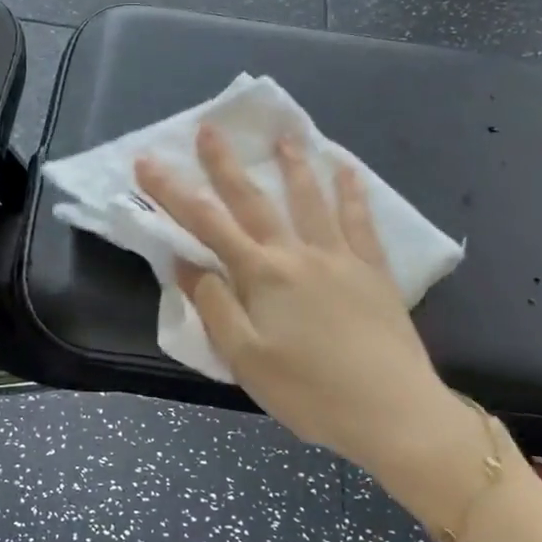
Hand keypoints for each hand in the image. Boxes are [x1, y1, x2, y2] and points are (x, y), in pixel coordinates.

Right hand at [136, 125, 454, 475]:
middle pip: (254, 200)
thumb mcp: (246, 359)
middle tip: (210, 129)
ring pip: (311, 199)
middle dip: (226, 164)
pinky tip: (348, 170)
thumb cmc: (310, 392)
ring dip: (294, 165)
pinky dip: (352, 192)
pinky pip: (361, 221)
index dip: (172, 192)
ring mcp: (340, 257)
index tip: (148, 163)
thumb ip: (215, 306)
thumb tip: (185, 264)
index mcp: (262, 275)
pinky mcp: (374, 271)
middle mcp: (298, 254)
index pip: (207, 224)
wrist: (393, 412)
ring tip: (285, 135)